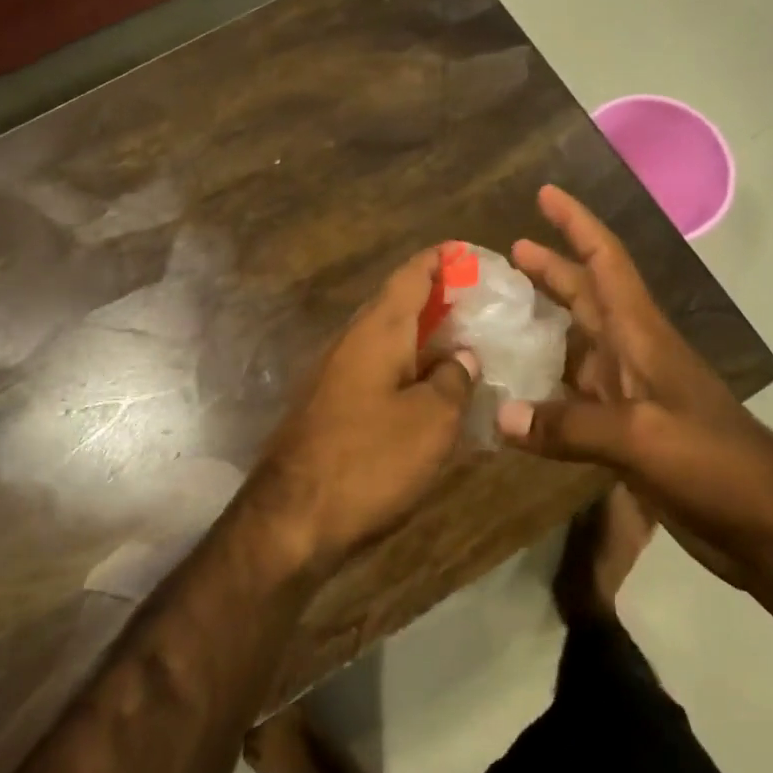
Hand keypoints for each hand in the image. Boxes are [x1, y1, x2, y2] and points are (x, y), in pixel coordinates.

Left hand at [244, 247, 477, 575]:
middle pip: (398, 304)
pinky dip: (407, 369)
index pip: (411, 274)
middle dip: (438, 300)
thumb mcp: (431, 421)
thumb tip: (461, 356)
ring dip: (424, 338)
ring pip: (387, 340)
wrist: (291, 518)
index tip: (470, 254)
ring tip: (466, 347)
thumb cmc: (368, 460)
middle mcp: (351, 341)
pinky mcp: (330, 406)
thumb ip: (453, 380)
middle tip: (481, 307)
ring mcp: (335, 374)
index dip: (441, 259)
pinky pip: (377, 371)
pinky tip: (431, 392)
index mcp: (377, 330)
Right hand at [496, 186, 772, 584]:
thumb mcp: (641, 438)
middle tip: (506, 251)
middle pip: (587, 295)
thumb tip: (500, 416)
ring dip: (544, 323)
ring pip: (578, 343)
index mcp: (641, 335)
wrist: (770, 528)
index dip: (577, 224)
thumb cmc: (715, 464)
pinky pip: (575, 393)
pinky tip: (517, 392)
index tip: (546, 193)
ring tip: (500, 314)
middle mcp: (633, 353)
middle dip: (551, 267)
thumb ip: (569, 426)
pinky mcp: (627, 430)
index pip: (607, 261)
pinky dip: (546, 385)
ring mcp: (631, 393)